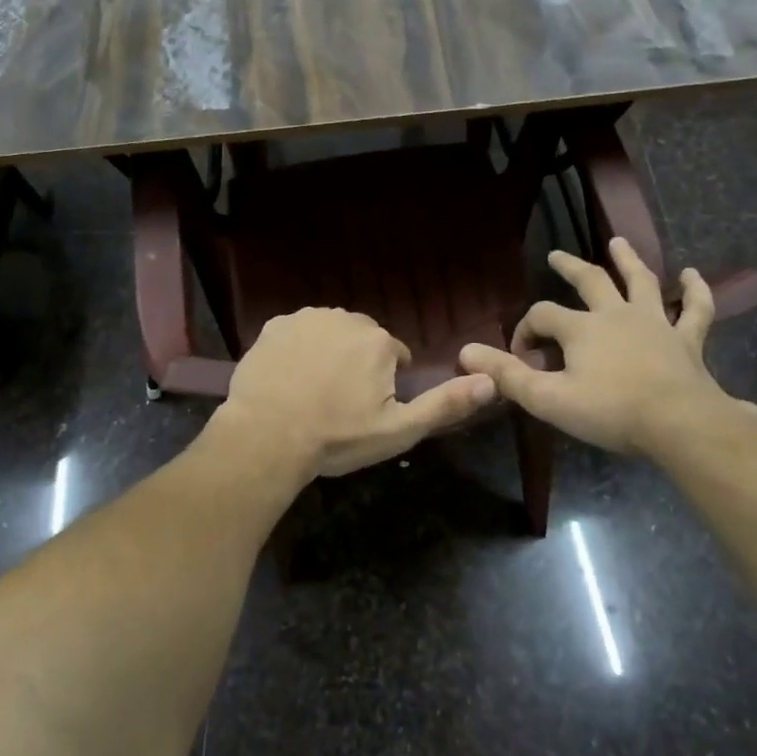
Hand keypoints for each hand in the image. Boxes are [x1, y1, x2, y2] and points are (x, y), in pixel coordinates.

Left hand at [221, 308, 495, 479]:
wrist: (266, 436)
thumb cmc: (336, 437)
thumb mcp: (398, 430)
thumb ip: (444, 404)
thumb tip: (490, 381)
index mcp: (378, 341)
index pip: (395, 355)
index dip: (385, 382)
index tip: (368, 408)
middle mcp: (345, 318)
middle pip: (362, 339)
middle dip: (358, 362)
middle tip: (341, 401)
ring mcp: (305, 318)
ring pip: (328, 332)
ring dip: (328, 352)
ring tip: (314, 390)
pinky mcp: (273, 326)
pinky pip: (295, 333)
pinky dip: (296, 349)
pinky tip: (288, 378)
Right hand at [458, 239, 756, 460]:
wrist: (679, 424)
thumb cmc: (611, 411)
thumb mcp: (548, 398)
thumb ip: (507, 375)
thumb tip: (465, 353)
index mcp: (581, 328)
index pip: (542, 316)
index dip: (525, 331)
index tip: (520, 356)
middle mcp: (616, 314)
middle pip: (589, 281)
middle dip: (569, 267)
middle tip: (555, 255)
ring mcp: (655, 323)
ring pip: (640, 282)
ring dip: (628, 261)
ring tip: (618, 242)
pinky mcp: (687, 340)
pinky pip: (695, 310)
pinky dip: (695, 292)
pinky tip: (693, 276)